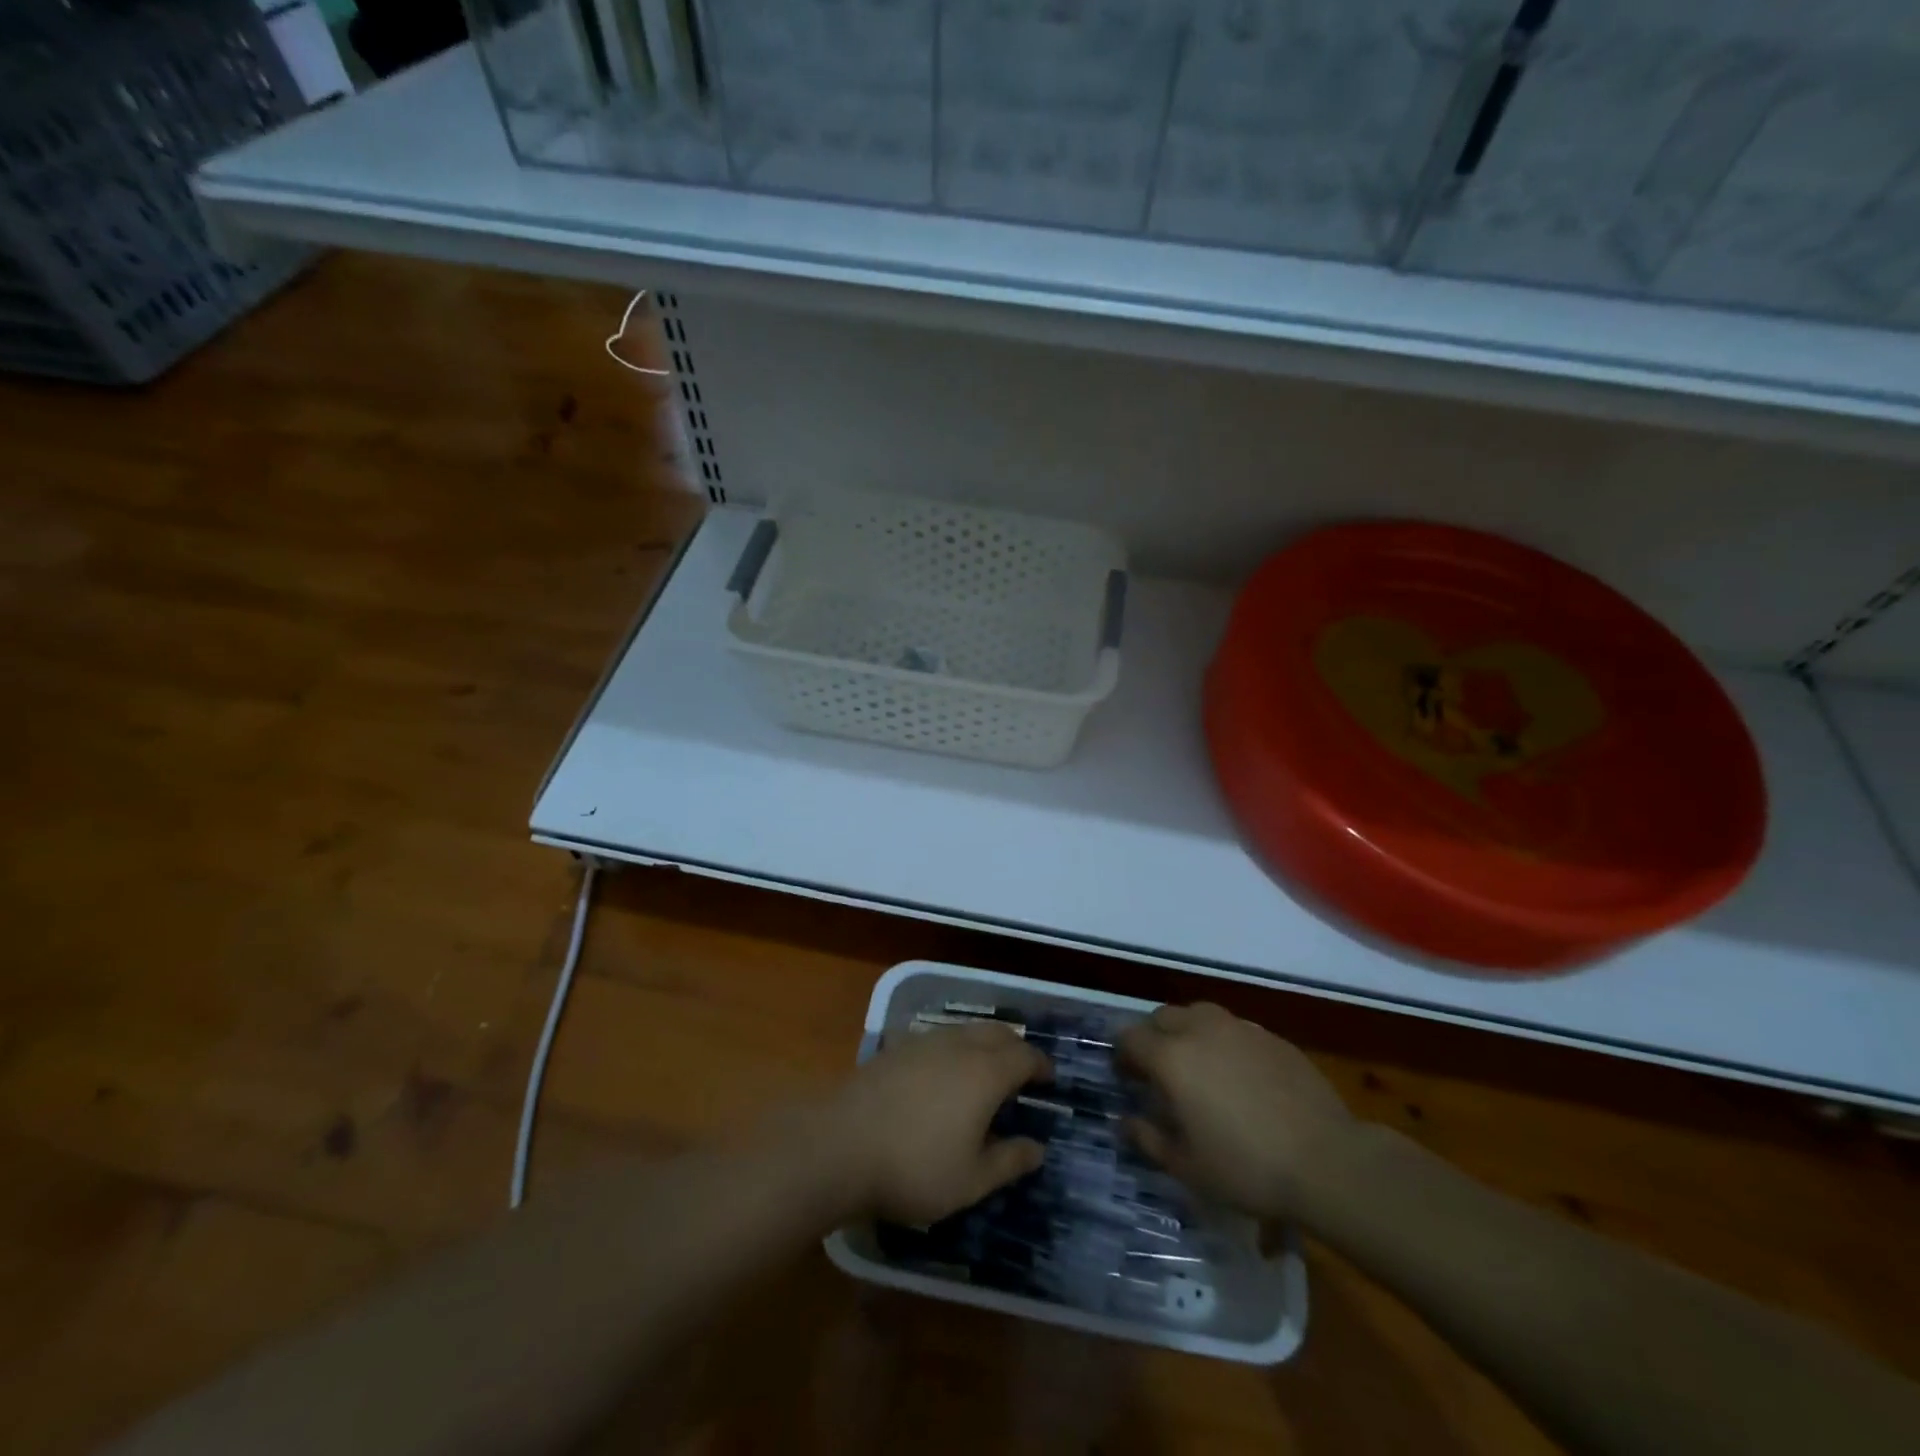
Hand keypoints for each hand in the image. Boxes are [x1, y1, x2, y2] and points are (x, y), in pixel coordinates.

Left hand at [828, 1021, 1051, 1225]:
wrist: (840, 1146)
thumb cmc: (914, 1168)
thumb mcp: (971, 1180)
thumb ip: (1009, 1161)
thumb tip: (1038, 1147)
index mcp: (985, 1072)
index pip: (1024, 1056)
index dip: (1041, 1065)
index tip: (1049, 1079)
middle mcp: (959, 1045)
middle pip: (997, 1033)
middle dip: (1016, 1047)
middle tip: (1023, 1071)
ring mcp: (924, 1041)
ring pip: (966, 1030)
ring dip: (985, 1042)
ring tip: (987, 1068)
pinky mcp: (896, 1048)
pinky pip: (939, 1037)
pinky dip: (955, 1047)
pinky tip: (944, 1071)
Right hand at [1118, 1002, 1356, 1219]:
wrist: (1327, 1162)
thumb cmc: (1246, 1168)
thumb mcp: (1187, 1167)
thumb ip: (1148, 1139)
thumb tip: (1125, 1121)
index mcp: (1172, 1057)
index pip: (1130, 1038)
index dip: (1123, 1055)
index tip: (1127, 1077)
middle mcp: (1201, 1030)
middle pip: (1163, 1017)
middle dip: (1154, 1037)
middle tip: (1160, 1071)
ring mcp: (1240, 1029)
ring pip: (1200, 1015)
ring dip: (1189, 1033)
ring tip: (1200, 1067)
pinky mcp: (1273, 1038)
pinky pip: (1236, 1030)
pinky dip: (1226, 1044)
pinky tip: (1241, 1077)